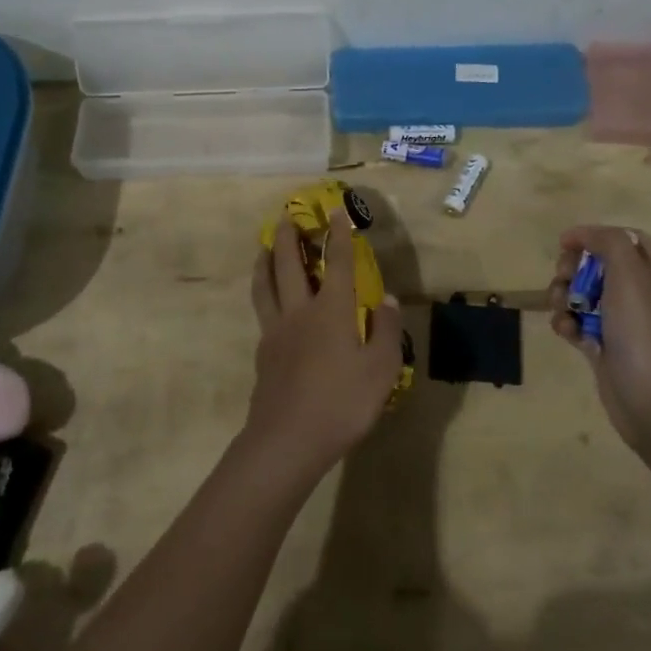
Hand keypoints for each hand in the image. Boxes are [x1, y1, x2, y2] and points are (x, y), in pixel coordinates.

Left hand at [247, 213, 404, 479]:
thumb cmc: (342, 403)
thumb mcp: (380, 370)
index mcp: (331, 310)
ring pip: (265, 285)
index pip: (336, 263)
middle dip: (288, 237)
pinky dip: (263, 294)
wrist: (288, 439)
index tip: (335, 211)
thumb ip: (384, 331)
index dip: (338, 235)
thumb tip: (389, 299)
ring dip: (265, 260)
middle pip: (289, 265)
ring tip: (264, 246)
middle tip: (286, 216)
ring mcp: (276, 331)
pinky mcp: (263, 352)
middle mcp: (300, 311)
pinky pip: (262, 312)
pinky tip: (267, 302)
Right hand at [550, 225, 650, 458]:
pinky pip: (577, 322)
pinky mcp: (604, 345)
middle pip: (597, 264)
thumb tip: (582, 234)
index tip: (565, 244)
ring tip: (563, 310)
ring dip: (563, 296)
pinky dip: (567, 323)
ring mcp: (622, 321)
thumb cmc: (644, 333)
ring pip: (582, 293)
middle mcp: (641, 292)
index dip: (592, 236)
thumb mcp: (631, 276)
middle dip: (573, 268)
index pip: (623, 238)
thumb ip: (608, 243)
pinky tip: (566, 333)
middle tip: (565, 279)